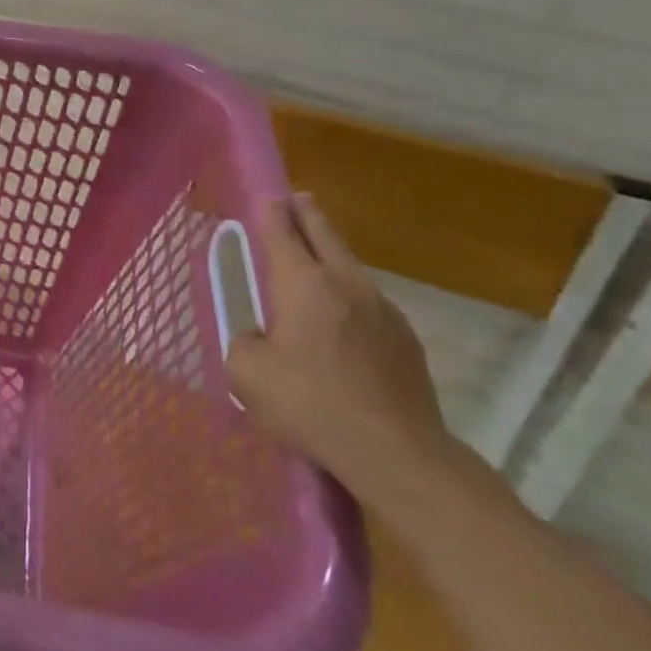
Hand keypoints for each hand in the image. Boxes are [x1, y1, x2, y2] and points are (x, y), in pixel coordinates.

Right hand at [227, 194, 454, 508]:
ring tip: (317, 257)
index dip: (272, 212)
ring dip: (331, 255)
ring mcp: (383, 310)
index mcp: (302, 284)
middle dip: (308, 215)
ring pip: (350, 267)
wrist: (396, 453)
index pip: (283, 232)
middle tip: (298, 201)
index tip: (268, 197)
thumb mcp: (247, 372)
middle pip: (325, 235)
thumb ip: (244, 341)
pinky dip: (350, 295)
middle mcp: (345, 284)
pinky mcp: (406, 340)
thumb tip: (259, 337)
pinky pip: (369, 302)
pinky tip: (343, 318)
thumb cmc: (310, 404)